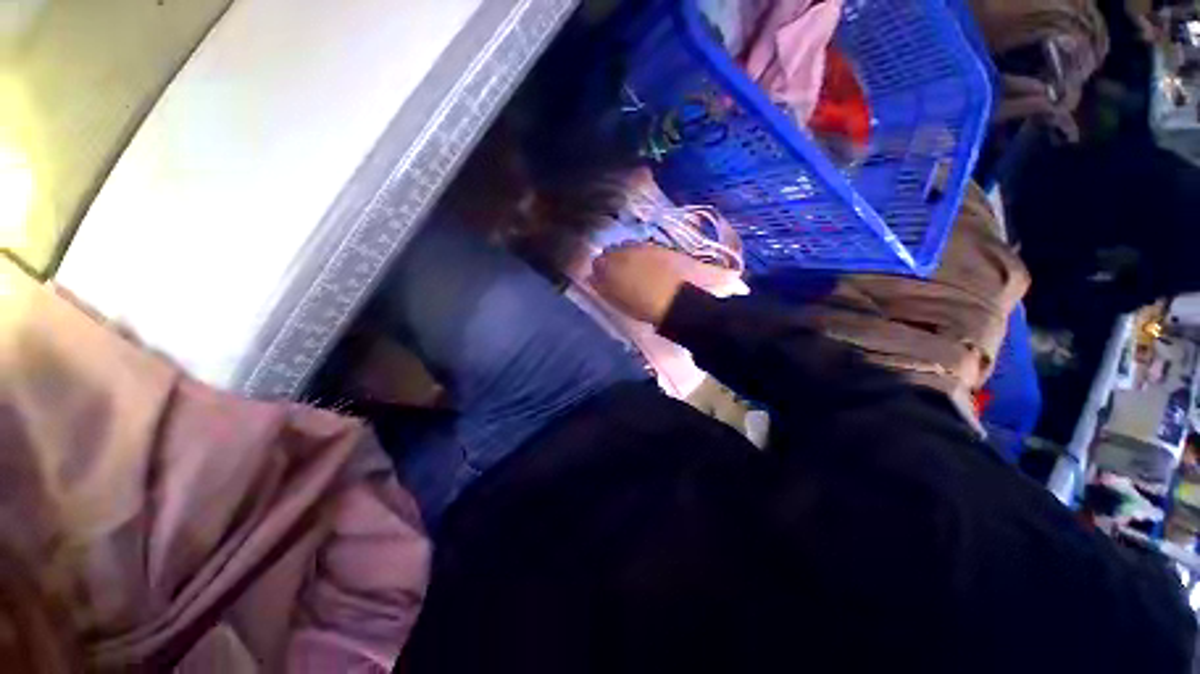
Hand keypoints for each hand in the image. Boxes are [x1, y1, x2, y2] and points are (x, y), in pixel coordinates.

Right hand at [590, 244, 690, 325]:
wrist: (679, 299)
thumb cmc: (642, 305)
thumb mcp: (616, 300)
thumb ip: (601, 286)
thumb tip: (591, 277)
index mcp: (610, 263)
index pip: (597, 262)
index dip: (600, 271)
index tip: (604, 282)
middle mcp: (625, 249)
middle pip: (614, 252)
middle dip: (615, 261)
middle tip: (621, 277)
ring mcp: (645, 246)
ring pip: (632, 249)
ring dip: (631, 258)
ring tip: (638, 274)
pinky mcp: (663, 248)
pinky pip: (648, 251)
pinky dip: (647, 259)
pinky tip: (653, 271)